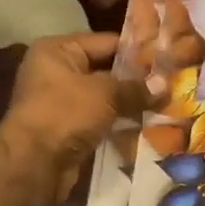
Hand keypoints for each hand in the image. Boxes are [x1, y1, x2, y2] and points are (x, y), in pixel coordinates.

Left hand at [1, 33, 151, 198]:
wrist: (34, 163)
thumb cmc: (66, 113)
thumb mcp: (105, 94)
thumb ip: (136, 87)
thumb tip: (165, 85)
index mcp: (58, 50)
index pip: (106, 42)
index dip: (137, 50)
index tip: (167, 57)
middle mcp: (55, 70)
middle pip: (104, 69)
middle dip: (135, 79)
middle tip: (170, 81)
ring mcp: (59, 101)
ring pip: (103, 96)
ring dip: (128, 102)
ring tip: (164, 102)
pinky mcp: (65, 127)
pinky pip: (98, 118)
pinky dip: (117, 120)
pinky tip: (145, 123)